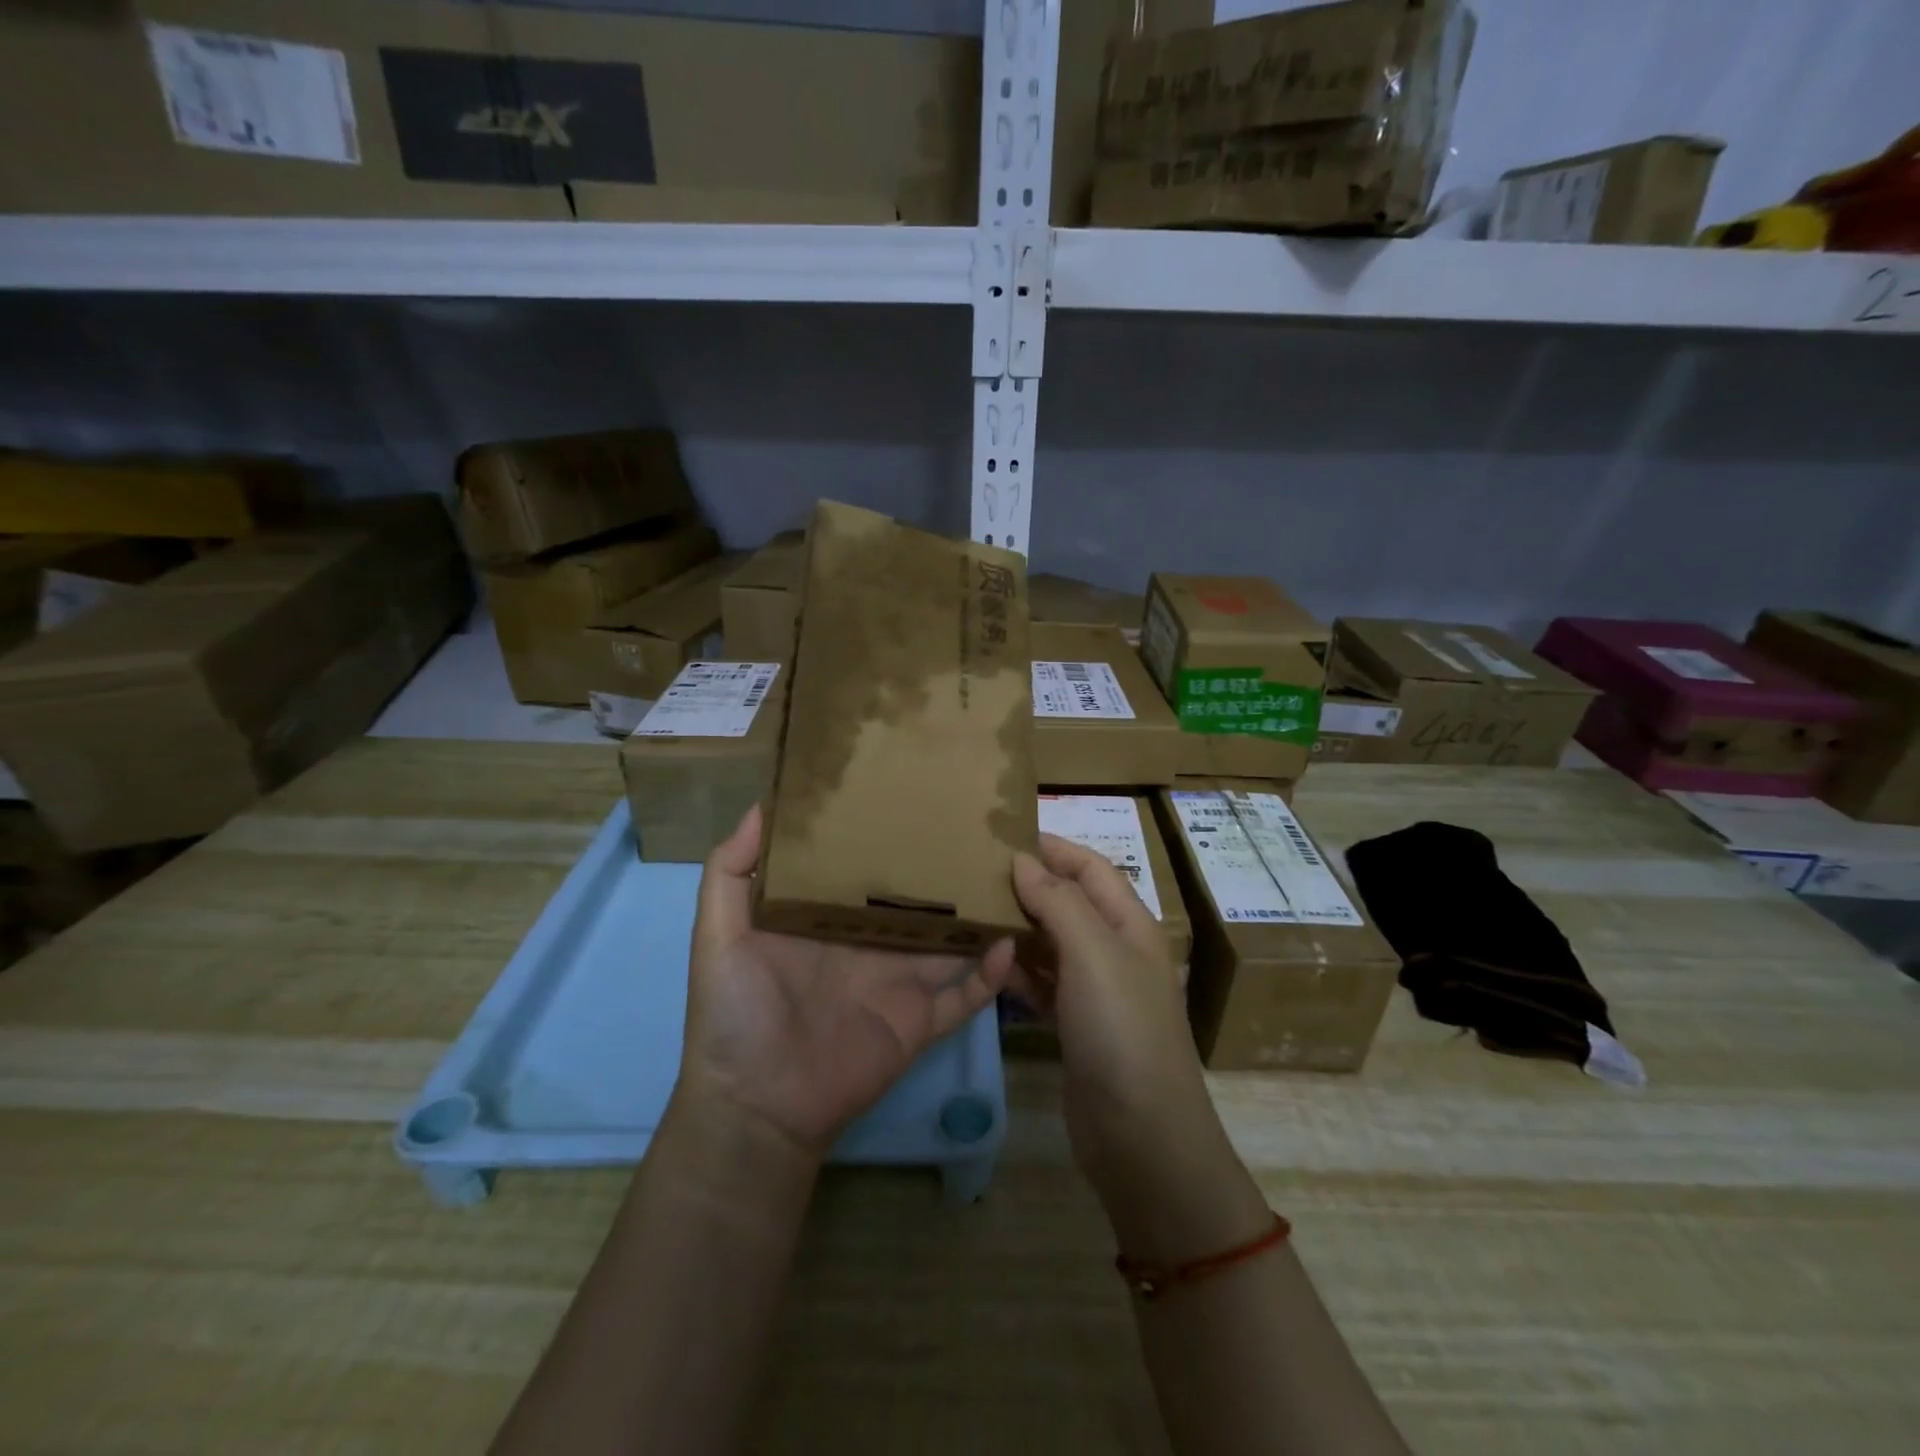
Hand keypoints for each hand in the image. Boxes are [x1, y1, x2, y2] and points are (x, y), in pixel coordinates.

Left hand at [679, 805, 1015, 1160]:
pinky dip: (989, 974)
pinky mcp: (919, 1020)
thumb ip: (730, 870)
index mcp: (826, 918)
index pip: (861, 867)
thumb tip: (763, 803)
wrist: (757, 1108)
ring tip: (1007, 873)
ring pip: (947, 939)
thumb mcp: (718, 935)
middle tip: (974, 826)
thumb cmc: (734, 1014)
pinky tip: (1010, 941)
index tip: (908, 791)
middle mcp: (867, 943)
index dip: (882, 835)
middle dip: (938, 867)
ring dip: (974, 914)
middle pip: (912, 899)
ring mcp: (897, 981)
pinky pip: (964, 995)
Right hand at [1010, 835, 1268, 1260]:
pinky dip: (1018, 970)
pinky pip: (1043, 983)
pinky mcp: (1076, 1026)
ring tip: (973, 910)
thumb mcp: (1093, 954)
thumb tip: (1023, 860)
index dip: (1054, 847)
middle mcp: (1115, 951)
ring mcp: (1096, 992)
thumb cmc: (1121, 1030)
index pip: (1091, 868)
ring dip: (1019, 926)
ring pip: (1052, 942)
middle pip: (1070, 902)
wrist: (1142, 1137)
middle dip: (1030, 884)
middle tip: (977, 871)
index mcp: (1130, 924)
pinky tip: (987, 963)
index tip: (1006, 834)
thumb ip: (1058, 902)